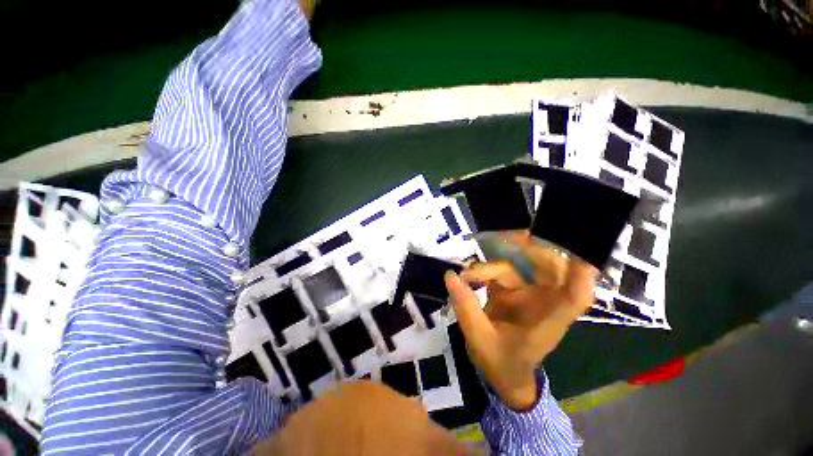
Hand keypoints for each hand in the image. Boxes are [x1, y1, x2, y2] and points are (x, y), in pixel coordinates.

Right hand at [444, 232, 596, 409]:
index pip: (575, 296)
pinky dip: (484, 270)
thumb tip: (451, 276)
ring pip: (518, 267)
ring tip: (467, 276)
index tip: (576, 254)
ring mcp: (529, 295)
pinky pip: (501, 271)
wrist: (503, 374)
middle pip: (552, 269)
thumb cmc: (500, 363)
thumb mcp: (480, 339)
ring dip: (492, 266)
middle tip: (505, 239)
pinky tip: (468, 277)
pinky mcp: (513, 291)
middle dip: (533, 250)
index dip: (580, 274)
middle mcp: (544, 303)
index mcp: (548, 322)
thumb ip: (466, 308)